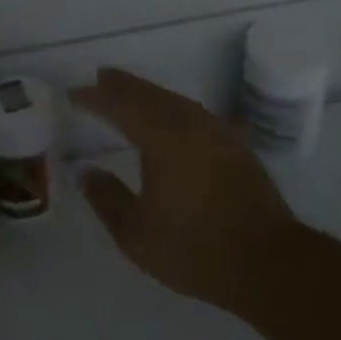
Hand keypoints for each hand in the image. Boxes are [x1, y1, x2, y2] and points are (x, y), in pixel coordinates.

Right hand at [69, 68, 296, 312]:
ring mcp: (216, 129)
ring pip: (174, 100)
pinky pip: (193, 112)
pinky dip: (172, 108)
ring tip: (128, 94)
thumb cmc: (195, 248)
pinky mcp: (234, 142)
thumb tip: (85, 171)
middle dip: (121, 85)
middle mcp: (189, 122)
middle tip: (99, 79)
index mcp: (161, 136)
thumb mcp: (136, 233)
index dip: (95, 97)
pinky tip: (171, 118)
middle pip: (149, 93)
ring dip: (148, 94)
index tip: (73, 94)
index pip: (120, 104)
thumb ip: (106, 197)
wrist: (267, 260)